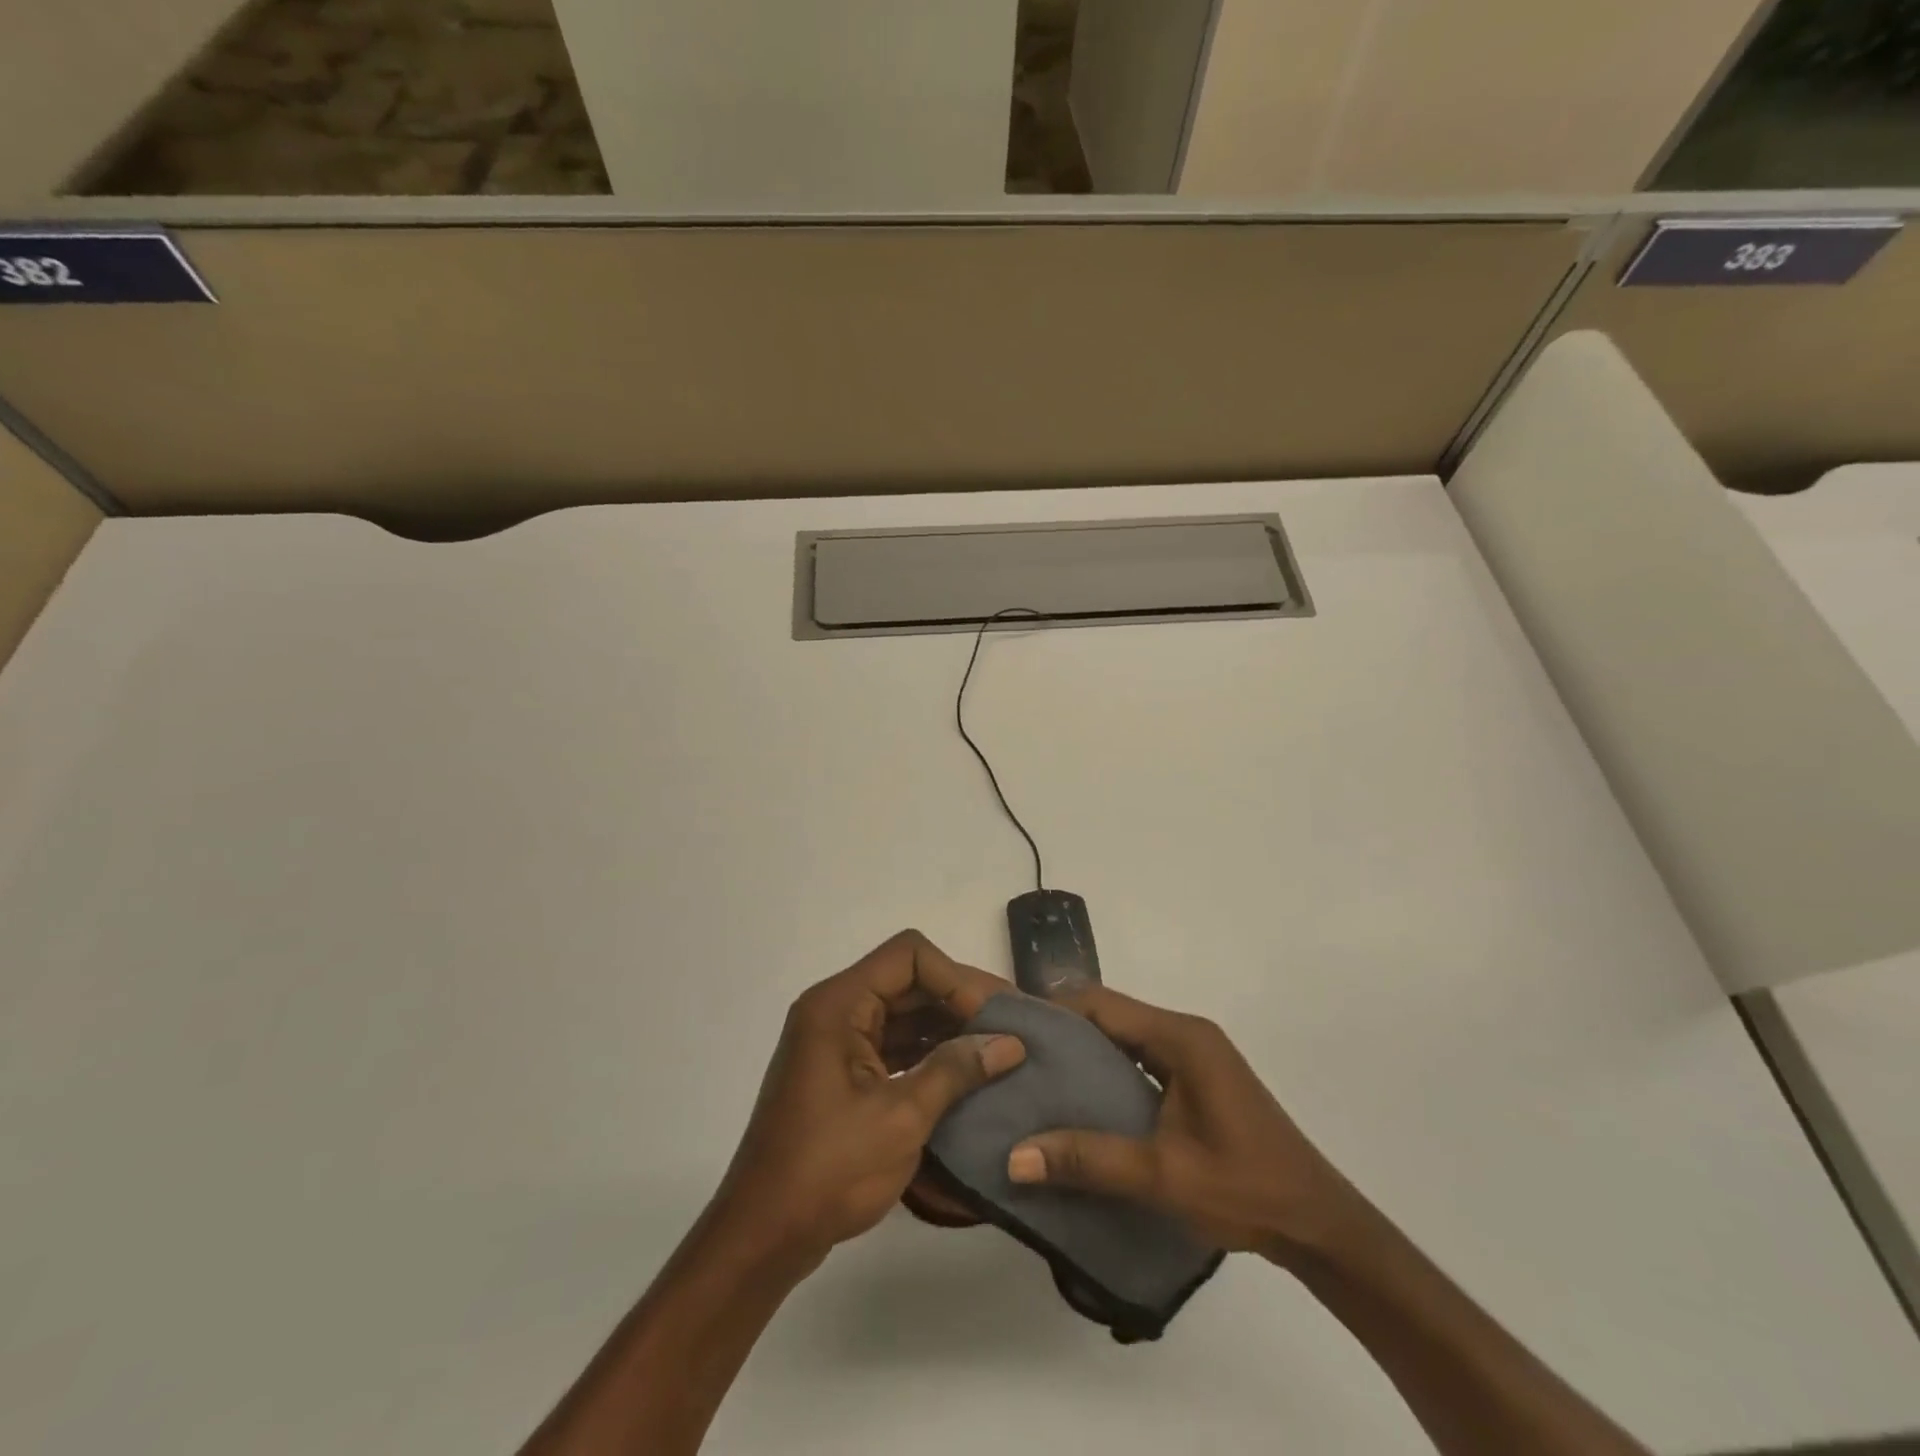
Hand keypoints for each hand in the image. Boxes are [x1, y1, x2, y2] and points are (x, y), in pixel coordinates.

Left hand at [710, 931, 1024, 1269]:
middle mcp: (835, 1010)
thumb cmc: (828, 1170)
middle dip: (959, 1000)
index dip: (955, 978)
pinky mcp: (842, 1072)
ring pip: (903, 1012)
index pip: (909, 956)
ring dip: (948, 1027)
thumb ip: (955, 1070)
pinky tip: (966, 1074)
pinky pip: (893, 1044)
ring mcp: (837, 1042)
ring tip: (999, 1049)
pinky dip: (928, 1053)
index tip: (993, 1016)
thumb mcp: (901, 1118)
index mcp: (839, 1004)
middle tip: (1012, 1026)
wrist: (763, 1235)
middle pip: (908, 980)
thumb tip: (1010, 1043)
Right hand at [1006, 986, 1353, 1260]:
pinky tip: (1081, 1103)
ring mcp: (1193, 1054)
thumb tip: (1014, 1157)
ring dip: (1084, 1054)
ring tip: (1036, 1080)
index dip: (1054, 1011)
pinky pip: (1140, 1060)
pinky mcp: (1196, 1078)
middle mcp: (1185, 1032)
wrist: (1318, 1223)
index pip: (1102, 1004)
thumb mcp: (1163, 1175)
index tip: (1010, 1032)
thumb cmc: (1245, 1188)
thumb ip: (1089, 1159)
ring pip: (1124, 1038)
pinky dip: (1108, 1072)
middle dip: (1063, 1032)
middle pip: (1111, 1016)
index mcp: (1180, 1037)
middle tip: (1014, 1060)